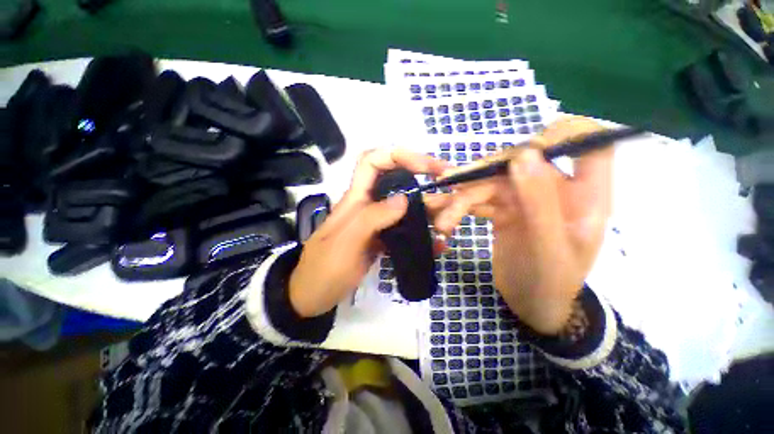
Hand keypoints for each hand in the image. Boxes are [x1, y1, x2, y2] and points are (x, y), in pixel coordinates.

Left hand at [289, 149, 450, 317]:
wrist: (314, 295)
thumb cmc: (325, 269)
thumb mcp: (346, 242)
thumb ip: (372, 218)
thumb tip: (404, 198)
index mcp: (355, 198)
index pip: (372, 162)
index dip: (397, 156)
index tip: (424, 167)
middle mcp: (368, 205)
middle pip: (396, 181)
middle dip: (421, 179)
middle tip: (446, 187)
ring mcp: (377, 222)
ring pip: (405, 206)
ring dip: (426, 208)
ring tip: (447, 220)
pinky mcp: (382, 238)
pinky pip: (405, 228)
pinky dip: (422, 231)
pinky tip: (435, 242)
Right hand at [435, 116, 613, 334]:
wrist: (530, 306)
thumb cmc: (549, 283)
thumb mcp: (547, 248)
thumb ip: (539, 201)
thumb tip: (523, 154)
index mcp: (584, 195)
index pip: (588, 143)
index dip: (559, 135)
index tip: (522, 154)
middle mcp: (554, 189)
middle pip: (519, 162)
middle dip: (482, 176)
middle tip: (452, 191)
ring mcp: (525, 198)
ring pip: (490, 183)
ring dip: (462, 198)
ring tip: (442, 220)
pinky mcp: (503, 209)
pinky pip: (479, 199)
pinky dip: (459, 207)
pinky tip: (442, 216)